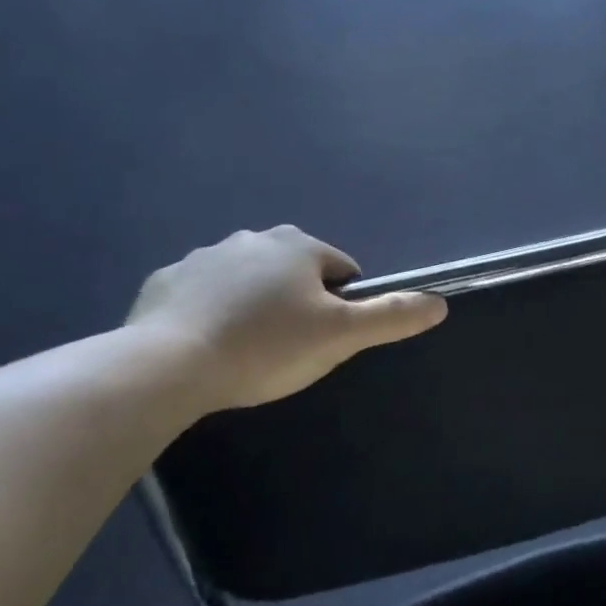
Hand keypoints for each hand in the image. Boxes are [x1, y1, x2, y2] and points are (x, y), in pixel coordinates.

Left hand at [126, 226, 446, 412]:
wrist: (166, 366)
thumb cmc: (265, 346)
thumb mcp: (340, 336)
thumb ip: (392, 316)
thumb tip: (440, 303)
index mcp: (298, 245)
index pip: (343, 270)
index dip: (343, 306)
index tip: (326, 339)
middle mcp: (253, 238)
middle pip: (295, 272)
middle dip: (298, 303)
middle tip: (289, 348)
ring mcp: (203, 258)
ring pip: (249, 281)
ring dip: (255, 306)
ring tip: (247, 351)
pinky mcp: (165, 282)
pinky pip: (203, 295)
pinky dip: (212, 313)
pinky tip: (207, 347)